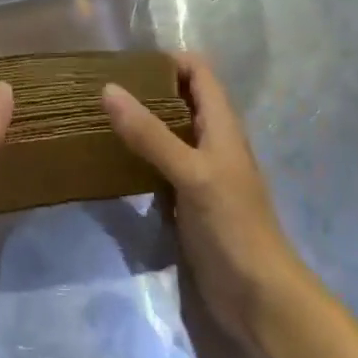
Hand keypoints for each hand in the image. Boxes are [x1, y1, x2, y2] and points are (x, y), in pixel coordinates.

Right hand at [102, 54, 302, 341]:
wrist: (258, 297)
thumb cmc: (232, 225)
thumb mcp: (190, 173)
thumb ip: (150, 133)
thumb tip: (108, 89)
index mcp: (221, 125)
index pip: (198, 72)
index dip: (167, 59)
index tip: (125, 63)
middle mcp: (211, 141)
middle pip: (181, 99)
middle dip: (146, 89)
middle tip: (102, 88)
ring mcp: (200, 172)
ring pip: (168, 132)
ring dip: (140, 122)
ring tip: (98, 117)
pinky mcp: (188, 200)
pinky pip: (160, 165)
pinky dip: (139, 155)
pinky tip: (111, 159)